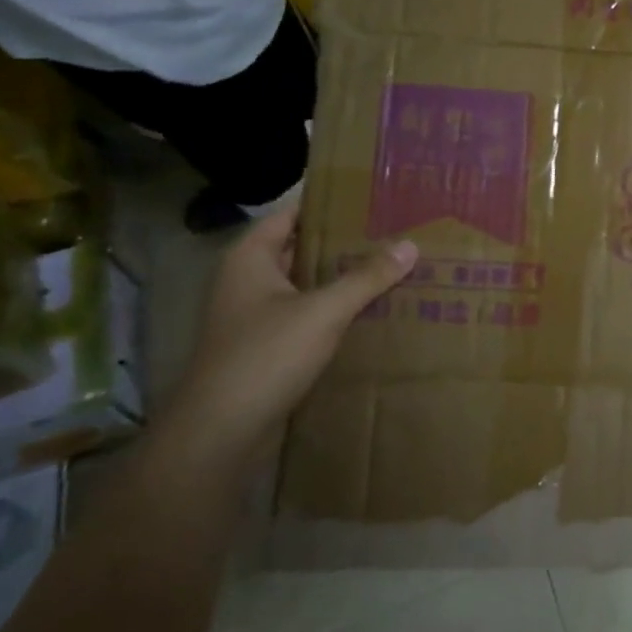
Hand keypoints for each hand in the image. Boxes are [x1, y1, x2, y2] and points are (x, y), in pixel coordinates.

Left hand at [156, 208, 416, 471]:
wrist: (221, 432)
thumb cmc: (266, 356)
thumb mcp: (324, 311)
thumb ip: (367, 277)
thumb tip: (410, 244)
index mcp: (250, 259)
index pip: (292, 214)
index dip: (329, 204)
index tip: (372, 199)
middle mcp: (248, 281)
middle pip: (301, 249)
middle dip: (344, 242)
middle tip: (393, 231)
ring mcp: (254, 316)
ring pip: (306, 284)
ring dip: (342, 278)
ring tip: (392, 267)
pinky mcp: (266, 347)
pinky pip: (306, 315)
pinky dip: (335, 309)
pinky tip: (372, 311)